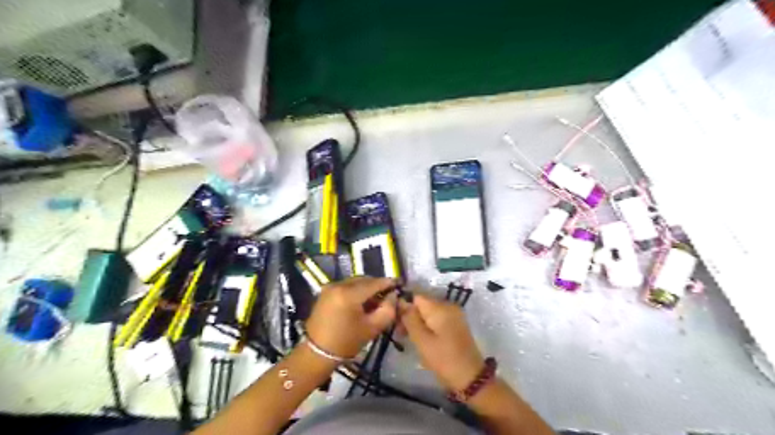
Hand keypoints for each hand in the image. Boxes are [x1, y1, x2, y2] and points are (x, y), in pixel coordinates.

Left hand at [304, 279, 394, 359]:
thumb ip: (388, 309)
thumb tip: (393, 295)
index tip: (399, 284)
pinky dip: (356, 290)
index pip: (374, 283)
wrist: (317, 352)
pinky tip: (362, 302)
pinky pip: (346, 286)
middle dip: (377, 286)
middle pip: (364, 280)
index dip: (388, 283)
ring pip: (355, 282)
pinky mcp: (326, 291)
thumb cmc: (346, 342)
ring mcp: (330, 286)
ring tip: (375, 300)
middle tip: (388, 295)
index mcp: (349, 294)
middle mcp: (339, 285)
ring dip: (367, 288)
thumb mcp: (372, 327)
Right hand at [399, 296, 481, 391]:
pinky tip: (424, 340)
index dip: (403, 306)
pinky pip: (437, 318)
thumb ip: (409, 318)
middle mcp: (448, 305)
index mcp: (439, 307)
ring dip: (418, 322)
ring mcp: (454, 314)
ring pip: (429, 312)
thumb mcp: (421, 340)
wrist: (471, 378)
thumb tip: (400, 301)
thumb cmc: (443, 359)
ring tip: (411, 339)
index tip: (396, 323)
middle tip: (401, 335)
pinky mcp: (457, 323)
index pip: (415, 296)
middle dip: (410, 316)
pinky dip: (428, 326)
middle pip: (422, 303)